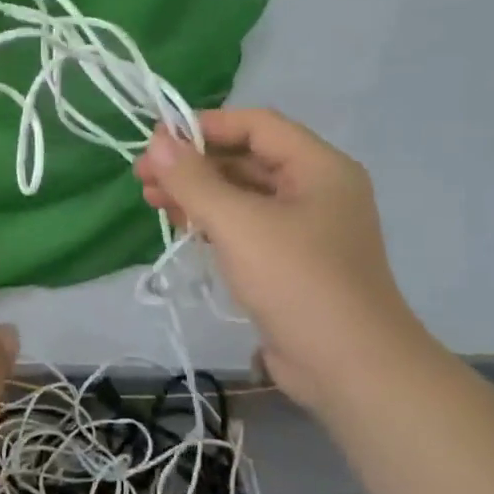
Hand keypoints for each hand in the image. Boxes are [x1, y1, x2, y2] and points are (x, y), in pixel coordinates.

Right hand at [134, 109, 432, 407]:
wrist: (349, 368)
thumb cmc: (297, 281)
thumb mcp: (238, 224)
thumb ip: (194, 180)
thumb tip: (156, 141)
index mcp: (319, 168)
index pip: (257, 125)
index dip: (205, 125)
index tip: (157, 138)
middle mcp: (315, 190)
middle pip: (246, 159)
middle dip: (194, 164)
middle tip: (143, 175)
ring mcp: (304, 229)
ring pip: (242, 196)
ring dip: (197, 194)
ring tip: (151, 199)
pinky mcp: (290, 262)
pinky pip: (246, 227)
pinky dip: (212, 222)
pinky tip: (180, 226)